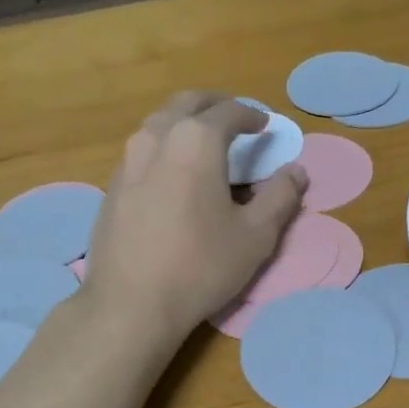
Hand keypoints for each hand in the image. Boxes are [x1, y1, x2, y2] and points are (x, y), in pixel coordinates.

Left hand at [81, 92, 308, 347]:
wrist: (131, 304)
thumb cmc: (201, 266)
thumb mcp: (255, 236)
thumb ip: (280, 197)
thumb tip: (297, 171)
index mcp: (196, 141)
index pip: (229, 111)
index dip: (252, 115)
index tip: (265, 126)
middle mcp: (156, 138)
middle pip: (187, 104)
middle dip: (214, 105)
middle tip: (234, 119)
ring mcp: (127, 161)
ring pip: (159, 124)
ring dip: (185, 123)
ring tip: (204, 145)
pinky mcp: (112, 187)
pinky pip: (143, 151)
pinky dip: (165, 148)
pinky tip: (174, 176)